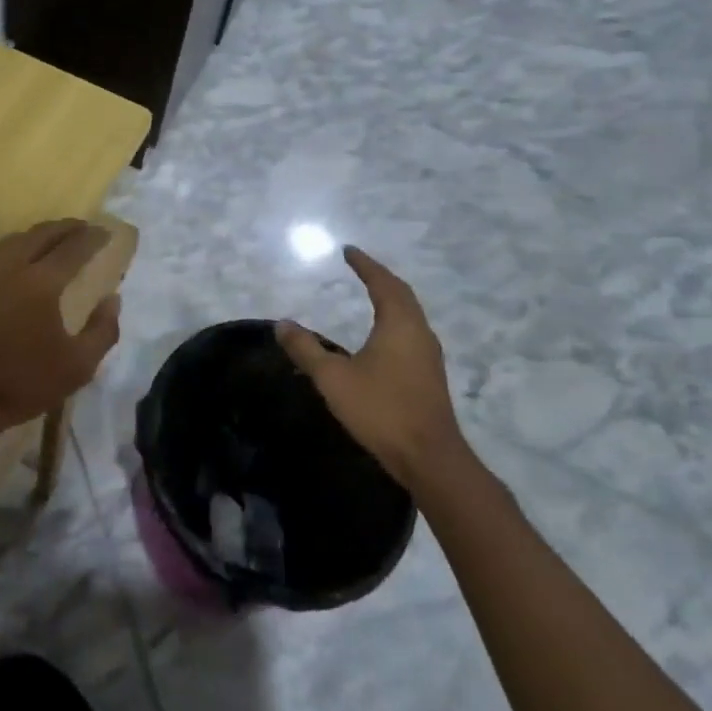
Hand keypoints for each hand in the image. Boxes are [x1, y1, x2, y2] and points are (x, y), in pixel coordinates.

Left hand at [0, 220, 121, 440]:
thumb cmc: (22, 384)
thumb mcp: (78, 368)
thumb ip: (102, 331)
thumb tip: (112, 299)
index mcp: (41, 283)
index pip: (73, 248)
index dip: (92, 238)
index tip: (106, 233)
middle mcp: (10, 267)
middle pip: (42, 234)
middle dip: (66, 227)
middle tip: (83, 229)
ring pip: (14, 240)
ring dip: (38, 234)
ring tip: (53, 240)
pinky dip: (14, 248)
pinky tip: (19, 262)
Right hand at [276, 247, 464, 489]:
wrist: (430, 459)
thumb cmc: (381, 410)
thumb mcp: (333, 378)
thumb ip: (306, 349)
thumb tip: (282, 323)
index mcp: (398, 324)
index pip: (382, 283)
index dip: (365, 265)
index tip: (348, 251)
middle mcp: (419, 333)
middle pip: (402, 294)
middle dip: (380, 277)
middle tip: (360, 267)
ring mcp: (428, 355)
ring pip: (410, 314)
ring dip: (391, 298)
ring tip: (371, 292)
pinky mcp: (429, 375)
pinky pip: (411, 331)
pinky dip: (396, 318)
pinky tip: (384, 334)